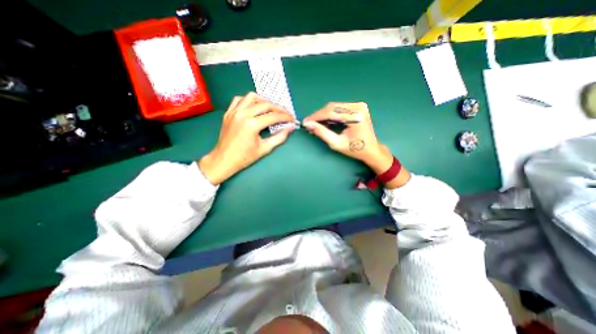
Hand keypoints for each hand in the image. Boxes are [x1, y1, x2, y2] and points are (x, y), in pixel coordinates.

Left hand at [198, 93, 294, 183]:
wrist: (223, 160)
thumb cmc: (244, 157)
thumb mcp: (264, 149)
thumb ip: (279, 137)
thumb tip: (290, 128)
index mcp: (251, 125)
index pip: (273, 116)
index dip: (285, 117)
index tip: (292, 119)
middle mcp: (242, 114)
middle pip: (265, 104)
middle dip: (278, 108)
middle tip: (285, 114)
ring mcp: (234, 111)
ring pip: (252, 97)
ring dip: (264, 101)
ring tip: (271, 109)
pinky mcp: (228, 112)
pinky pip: (239, 99)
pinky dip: (249, 100)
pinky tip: (254, 107)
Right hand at [303, 102, 410, 187]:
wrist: (371, 149)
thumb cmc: (355, 149)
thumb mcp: (336, 143)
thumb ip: (322, 133)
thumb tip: (308, 124)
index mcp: (355, 116)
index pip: (331, 112)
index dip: (316, 117)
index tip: (305, 122)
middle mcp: (358, 106)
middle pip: (332, 107)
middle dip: (319, 116)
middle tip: (309, 124)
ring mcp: (358, 105)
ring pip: (334, 107)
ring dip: (323, 115)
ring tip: (316, 124)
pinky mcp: (357, 107)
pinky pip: (339, 108)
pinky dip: (330, 115)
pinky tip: (325, 122)